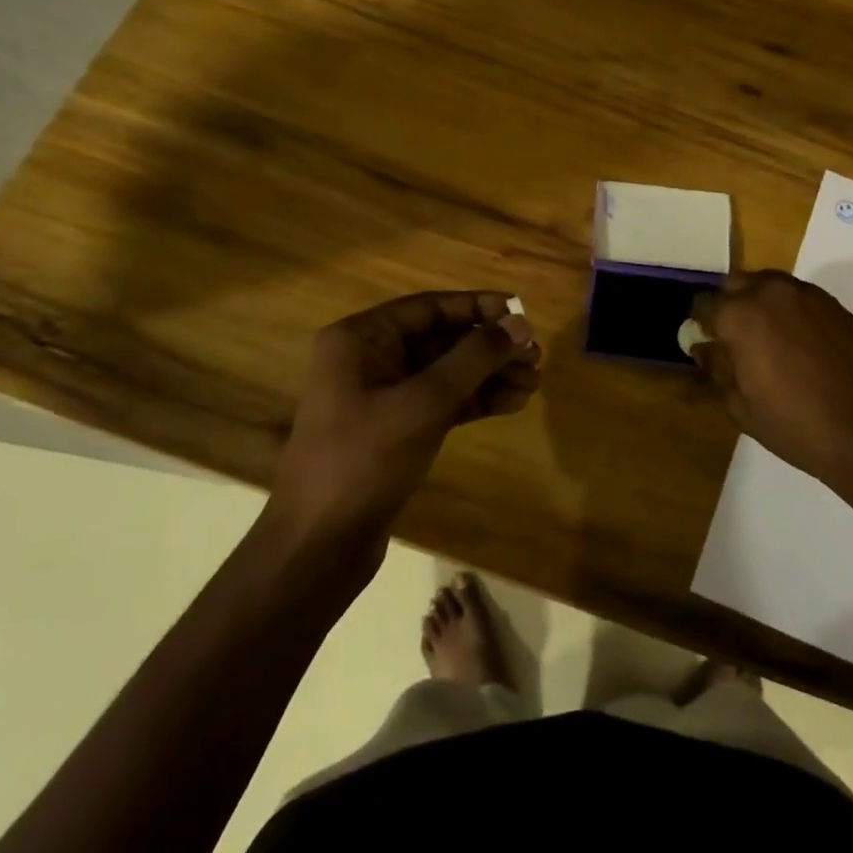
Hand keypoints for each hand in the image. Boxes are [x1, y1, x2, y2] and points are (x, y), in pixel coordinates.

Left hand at [267, 292, 539, 557]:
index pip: (429, 307)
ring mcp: (381, 396)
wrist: (318, 545)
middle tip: (535, 356)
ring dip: (488, 376)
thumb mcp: (424, 402)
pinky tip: (511, 404)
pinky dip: (474, 401)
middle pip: (440, 339)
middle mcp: (369, 359)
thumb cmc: (366, 459)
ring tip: (532, 384)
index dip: (478, 307)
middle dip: (489, 348)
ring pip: (445, 373)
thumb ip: (474, 358)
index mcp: (361, 339)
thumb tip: (520, 323)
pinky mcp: (395, 430)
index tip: (521, 312)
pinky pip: (441, 402)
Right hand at [690, 270, 852, 486]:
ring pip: (769, 285)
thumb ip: (717, 369)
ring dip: (760, 304)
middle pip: (735, 283)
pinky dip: (789, 311)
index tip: (706, 345)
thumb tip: (704, 347)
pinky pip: (798, 297)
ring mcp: (807, 294)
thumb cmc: (798, 425)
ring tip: (768, 342)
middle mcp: (770, 292)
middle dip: (729, 305)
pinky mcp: (836, 304)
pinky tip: (799, 346)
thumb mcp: (742, 407)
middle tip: (735, 341)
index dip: (701, 325)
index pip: (703, 304)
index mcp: (740, 315)